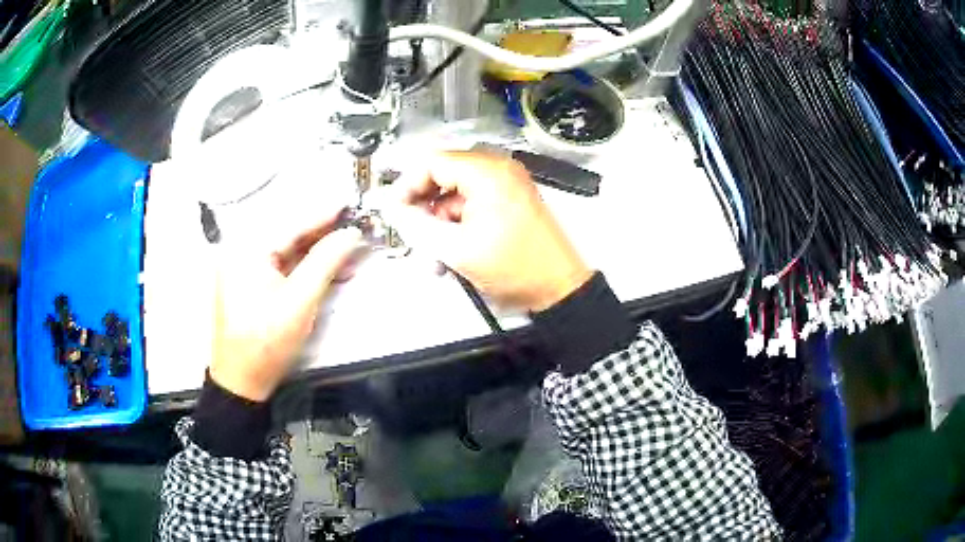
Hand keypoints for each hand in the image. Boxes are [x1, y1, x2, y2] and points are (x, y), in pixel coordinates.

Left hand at [209, 212, 362, 400]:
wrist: (241, 382)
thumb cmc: (267, 342)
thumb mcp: (300, 301)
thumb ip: (326, 262)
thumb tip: (350, 234)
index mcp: (247, 249)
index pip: (292, 225)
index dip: (324, 215)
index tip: (350, 206)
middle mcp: (240, 251)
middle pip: (287, 236)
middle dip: (322, 237)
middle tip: (352, 234)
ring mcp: (241, 268)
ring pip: (284, 252)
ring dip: (314, 254)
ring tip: (346, 255)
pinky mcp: (246, 284)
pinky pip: (277, 267)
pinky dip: (301, 269)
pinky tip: (324, 272)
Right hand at [383, 151, 591, 311]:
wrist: (558, 289)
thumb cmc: (515, 268)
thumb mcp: (457, 249)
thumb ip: (418, 226)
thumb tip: (394, 210)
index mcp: (487, 172)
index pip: (431, 162)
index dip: (407, 185)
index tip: (395, 211)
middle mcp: (498, 170)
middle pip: (442, 177)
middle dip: (424, 209)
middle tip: (413, 235)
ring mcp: (505, 185)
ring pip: (454, 195)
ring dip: (440, 224)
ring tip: (435, 257)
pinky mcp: (509, 201)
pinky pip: (472, 205)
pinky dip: (457, 227)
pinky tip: (452, 255)